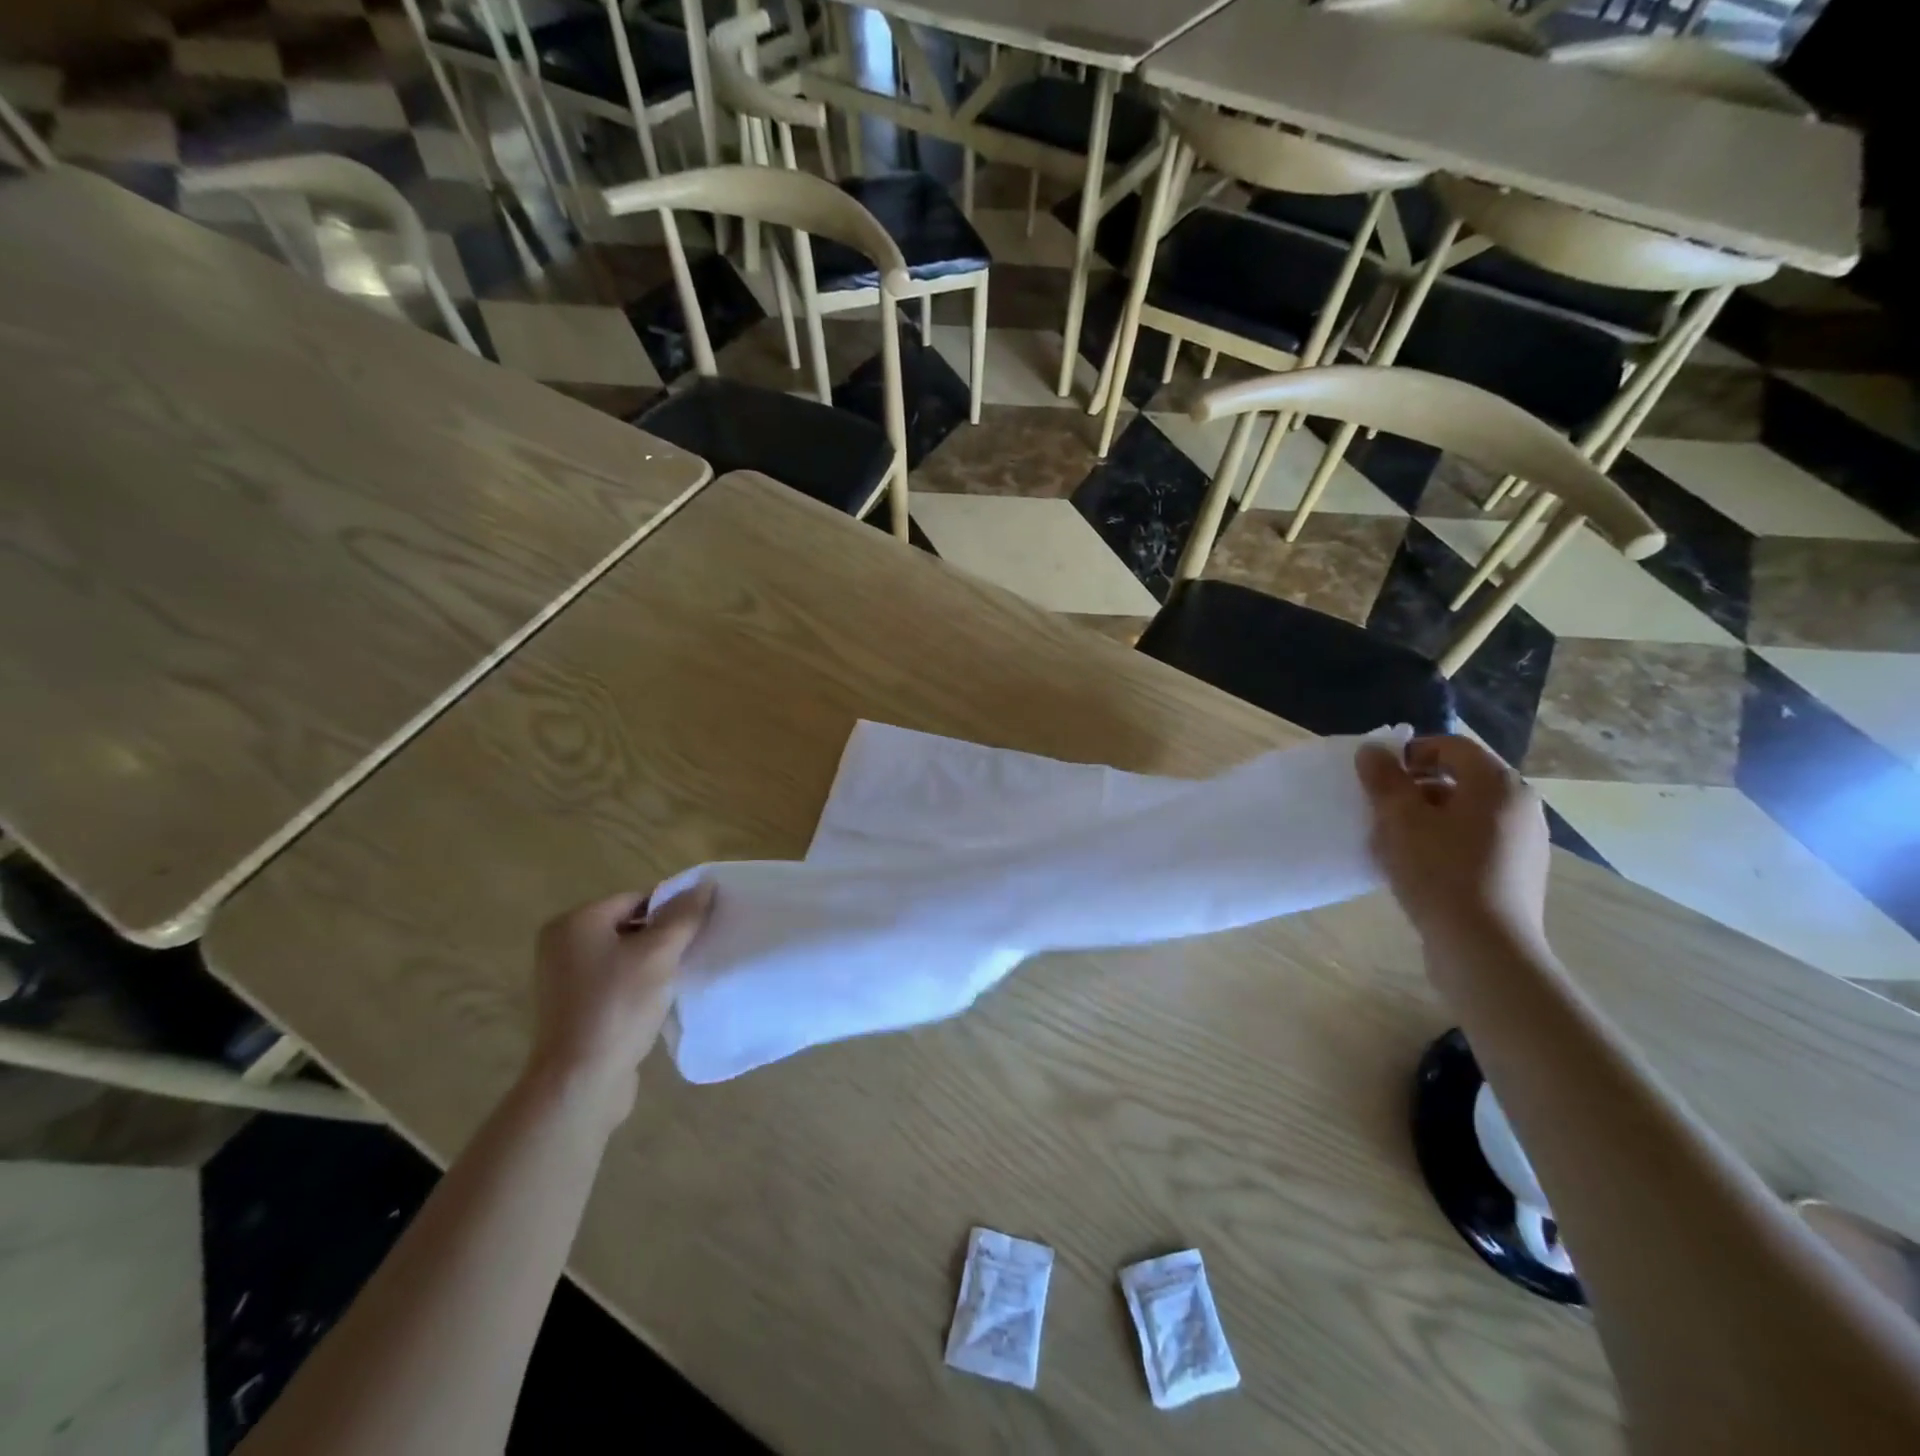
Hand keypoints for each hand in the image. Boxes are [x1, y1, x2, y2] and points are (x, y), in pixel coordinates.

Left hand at [526, 884, 713, 1112]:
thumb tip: (705, 884)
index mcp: (576, 922)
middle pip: (629, 924)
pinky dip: (637, 983)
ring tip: (680, 975)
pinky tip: (659, 998)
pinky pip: (614, 980)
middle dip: (663, 936)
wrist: (580, 1081)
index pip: (637, 899)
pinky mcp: (573, 1006)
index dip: (672, 910)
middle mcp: (563, 944)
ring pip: (624, 954)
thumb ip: (683, 917)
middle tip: (694, 951)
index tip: (699, 929)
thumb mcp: (659, 955)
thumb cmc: (618, 1007)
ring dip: (653, 962)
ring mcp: (564, 977)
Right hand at [1356, 735, 1549, 950]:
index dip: (1410, 753)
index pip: (1452, 746)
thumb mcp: (1399, 819)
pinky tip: (1421, 867)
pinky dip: (1446, 841)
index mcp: (1498, 784)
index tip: (1378, 776)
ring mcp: (1525, 842)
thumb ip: (1384, 778)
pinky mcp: (1518, 874)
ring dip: (1429, 816)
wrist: (1484, 947)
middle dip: (1416, 787)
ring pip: (1467, 812)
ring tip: (1396, 840)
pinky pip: (1476, 841)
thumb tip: (1373, 750)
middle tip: (1382, 808)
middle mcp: (1520, 806)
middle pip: (1461, 779)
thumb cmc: (1440, 871)